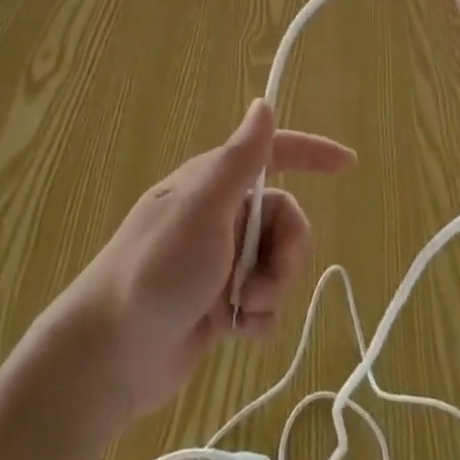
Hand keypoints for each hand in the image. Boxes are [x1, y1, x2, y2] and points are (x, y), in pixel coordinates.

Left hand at [55, 100, 354, 422]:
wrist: (111, 355)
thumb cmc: (157, 270)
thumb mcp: (203, 209)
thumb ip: (240, 160)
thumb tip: (264, 103)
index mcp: (212, 183)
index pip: (270, 155)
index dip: (310, 154)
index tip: (348, 164)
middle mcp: (218, 216)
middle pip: (284, 221)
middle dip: (287, 255)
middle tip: (264, 283)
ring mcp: (218, 262)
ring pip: (277, 265)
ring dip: (272, 291)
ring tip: (243, 312)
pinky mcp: (217, 305)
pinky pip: (262, 303)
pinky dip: (259, 319)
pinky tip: (238, 335)